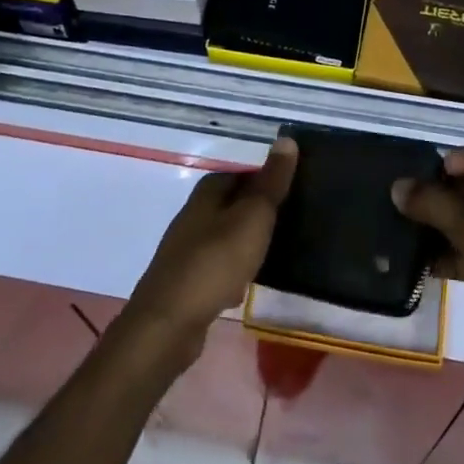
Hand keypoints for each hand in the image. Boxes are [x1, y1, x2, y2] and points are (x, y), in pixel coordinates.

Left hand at [121, 137, 297, 367]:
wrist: (169, 324)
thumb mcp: (253, 216)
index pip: (243, 172)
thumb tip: (286, 139)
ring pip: (225, 235)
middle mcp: (193, 214)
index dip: (267, 178)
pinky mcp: (185, 280)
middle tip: (290, 220)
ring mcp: (186, 248)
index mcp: (208, 191)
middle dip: (258, 210)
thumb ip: (271, 181)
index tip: (294, 189)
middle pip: (233, 203)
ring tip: (274, 252)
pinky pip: (217, 266)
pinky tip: (245, 286)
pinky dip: (233, 271)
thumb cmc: (216, 261)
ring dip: (246, 242)